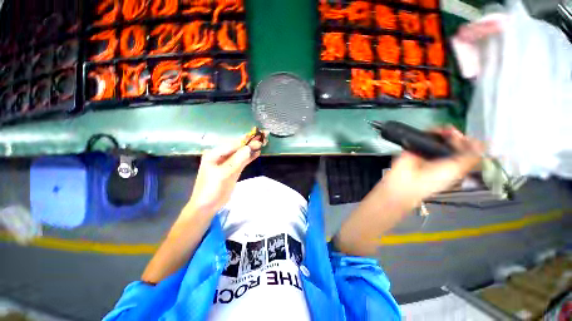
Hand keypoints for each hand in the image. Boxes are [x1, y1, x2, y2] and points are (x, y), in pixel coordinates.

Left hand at [186, 133, 267, 212]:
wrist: (208, 206)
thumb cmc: (211, 189)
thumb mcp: (223, 174)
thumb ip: (237, 160)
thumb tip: (249, 148)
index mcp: (214, 154)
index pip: (232, 145)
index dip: (245, 141)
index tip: (257, 138)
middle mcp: (221, 156)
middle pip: (238, 148)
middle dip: (249, 143)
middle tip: (262, 138)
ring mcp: (228, 163)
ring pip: (241, 154)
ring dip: (251, 149)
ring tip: (262, 144)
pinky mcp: (233, 170)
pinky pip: (243, 161)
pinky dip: (250, 158)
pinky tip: (257, 153)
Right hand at [380, 126, 483, 207]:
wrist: (406, 179)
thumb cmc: (433, 179)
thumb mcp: (457, 170)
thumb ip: (471, 158)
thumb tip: (484, 145)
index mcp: (455, 166)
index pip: (466, 153)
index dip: (470, 145)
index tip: (471, 139)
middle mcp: (443, 158)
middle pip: (454, 143)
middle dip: (458, 137)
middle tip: (456, 133)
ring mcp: (429, 151)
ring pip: (441, 138)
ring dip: (446, 132)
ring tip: (446, 130)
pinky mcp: (417, 146)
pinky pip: (427, 135)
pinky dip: (432, 131)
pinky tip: (436, 129)